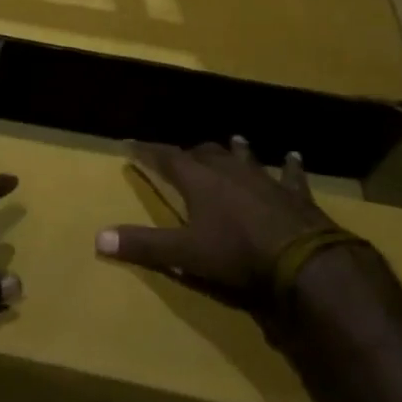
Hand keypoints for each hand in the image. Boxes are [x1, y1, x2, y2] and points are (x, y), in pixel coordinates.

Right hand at [95, 139, 337, 310]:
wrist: (303, 260)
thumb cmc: (236, 253)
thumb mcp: (184, 253)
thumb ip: (143, 245)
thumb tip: (98, 238)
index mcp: (198, 180)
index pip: (165, 158)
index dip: (147, 151)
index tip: (131, 144)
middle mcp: (228, 170)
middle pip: (204, 153)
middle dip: (190, 153)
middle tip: (182, 154)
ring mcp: (263, 178)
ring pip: (244, 157)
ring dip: (236, 150)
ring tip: (233, 140)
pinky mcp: (294, 193)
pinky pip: (290, 174)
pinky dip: (290, 165)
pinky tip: (293, 155)